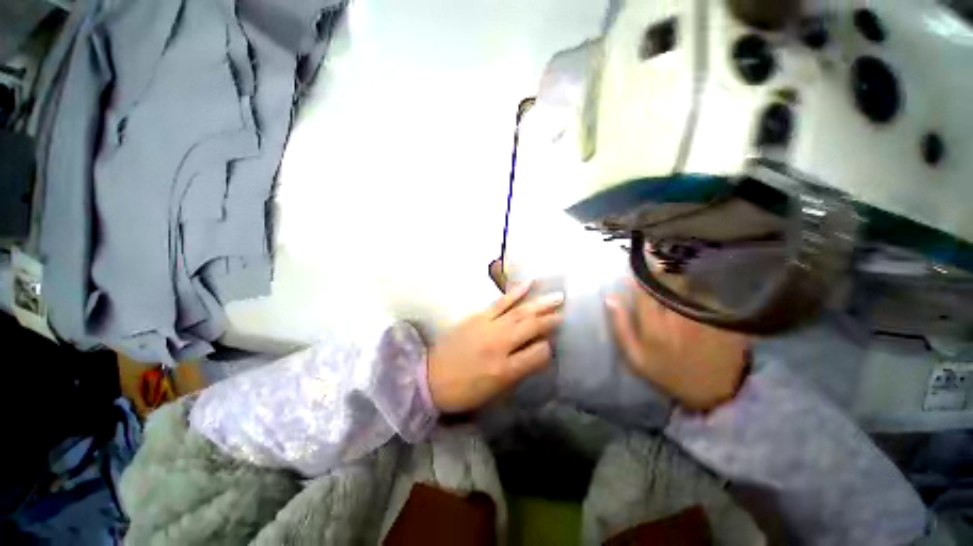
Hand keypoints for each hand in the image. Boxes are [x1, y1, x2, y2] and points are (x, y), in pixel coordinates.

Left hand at [428, 281, 563, 413]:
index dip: (548, 349)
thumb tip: (538, 353)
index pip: (538, 354)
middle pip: (531, 328)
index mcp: (505, 370)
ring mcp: (488, 327)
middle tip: (565, 312)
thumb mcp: (495, 392)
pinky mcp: (477, 316)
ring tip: (557, 296)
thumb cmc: (464, 391)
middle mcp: (500, 345)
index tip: (552, 345)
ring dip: (540, 304)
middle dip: (551, 320)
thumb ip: (519, 371)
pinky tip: (528, 284)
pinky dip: (515, 293)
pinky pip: (500, 302)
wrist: (429, 377)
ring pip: (520, 312)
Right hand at [606, 279, 749, 410]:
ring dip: (677, 278)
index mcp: (654, 325)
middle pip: (666, 282)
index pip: (642, 289)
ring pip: (687, 283)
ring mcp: (703, 314)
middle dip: (658, 274)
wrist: (713, 390)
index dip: (637, 278)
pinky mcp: (723, 315)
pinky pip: (707, 291)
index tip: (633, 274)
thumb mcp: (635, 356)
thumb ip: (620, 326)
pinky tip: (694, 289)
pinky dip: (698, 286)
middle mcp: (678, 315)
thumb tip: (610, 298)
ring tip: (673, 278)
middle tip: (653, 272)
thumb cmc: (667, 372)